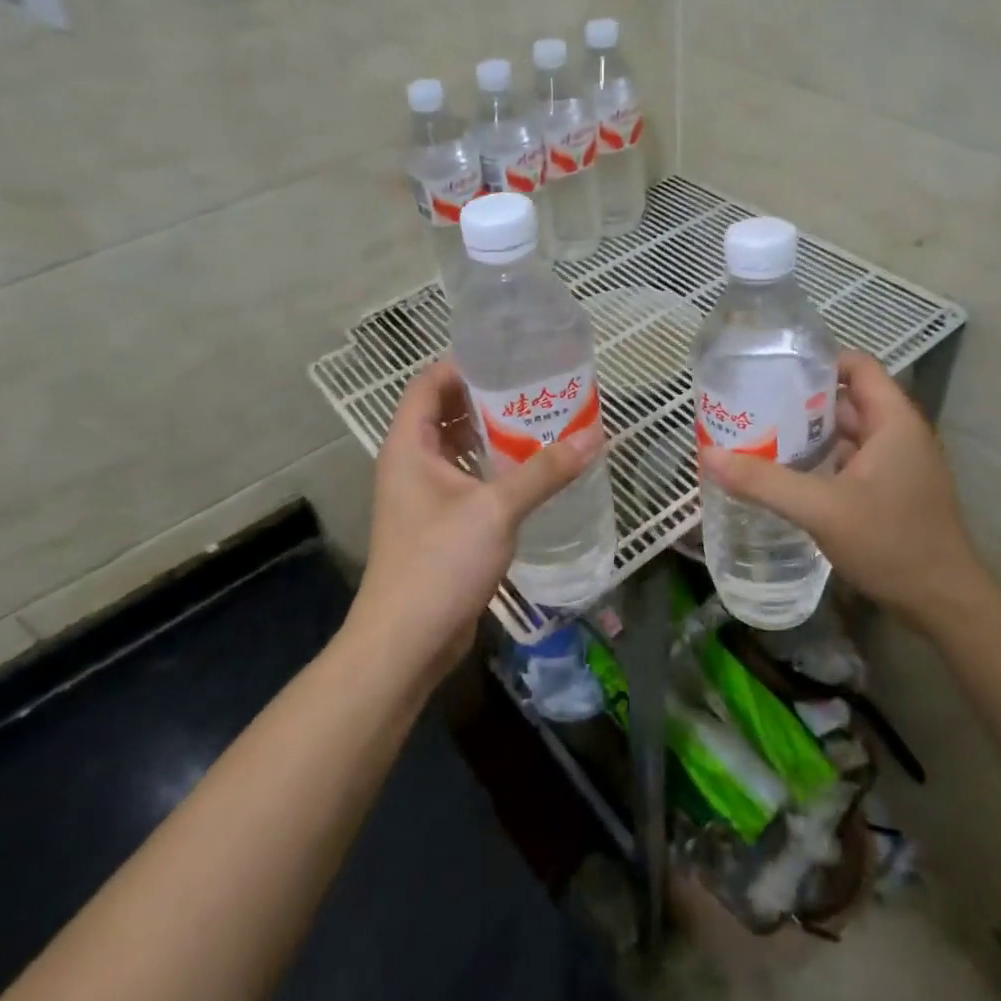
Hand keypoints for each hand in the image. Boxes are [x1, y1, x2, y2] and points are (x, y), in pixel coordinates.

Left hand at [346, 361, 603, 685]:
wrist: (406, 641)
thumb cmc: (440, 562)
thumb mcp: (497, 509)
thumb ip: (544, 471)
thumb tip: (594, 436)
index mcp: (409, 445)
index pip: (429, 383)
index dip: (464, 364)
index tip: (510, 359)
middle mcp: (411, 463)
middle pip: (445, 412)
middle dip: (488, 398)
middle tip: (536, 389)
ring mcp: (422, 495)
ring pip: (458, 448)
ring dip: (493, 434)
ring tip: (540, 422)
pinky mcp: (438, 523)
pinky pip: (466, 479)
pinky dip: (493, 468)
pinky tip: (530, 471)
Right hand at [699, 349, 986, 630]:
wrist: (944, 604)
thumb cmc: (892, 544)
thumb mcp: (822, 510)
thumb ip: (764, 482)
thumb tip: (708, 455)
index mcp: (894, 421)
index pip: (857, 365)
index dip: (818, 360)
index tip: (774, 369)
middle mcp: (900, 434)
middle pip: (847, 398)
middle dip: (801, 399)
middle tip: (754, 404)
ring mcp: (899, 464)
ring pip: (847, 433)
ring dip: (808, 433)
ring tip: (760, 435)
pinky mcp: (893, 490)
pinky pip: (851, 460)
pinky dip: (821, 460)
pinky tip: (787, 475)